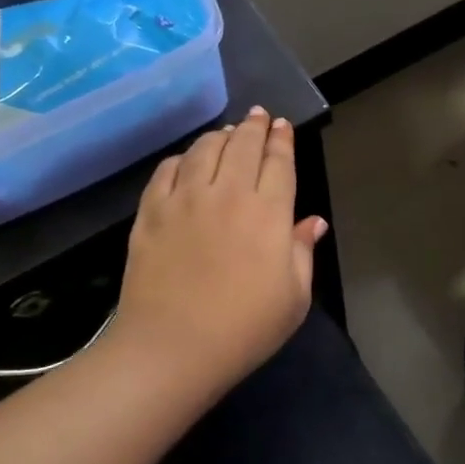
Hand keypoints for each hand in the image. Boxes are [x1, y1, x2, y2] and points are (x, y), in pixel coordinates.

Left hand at [111, 107, 328, 388]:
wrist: (172, 348)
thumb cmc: (243, 329)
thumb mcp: (293, 298)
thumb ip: (302, 252)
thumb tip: (313, 222)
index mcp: (268, 213)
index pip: (279, 161)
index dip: (282, 139)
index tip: (283, 125)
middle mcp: (228, 193)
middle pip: (243, 145)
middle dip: (255, 126)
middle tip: (259, 115)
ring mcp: (185, 199)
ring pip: (205, 149)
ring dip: (220, 136)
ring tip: (227, 134)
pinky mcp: (151, 211)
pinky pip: (167, 170)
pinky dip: (181, 158)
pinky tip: (186, 161)